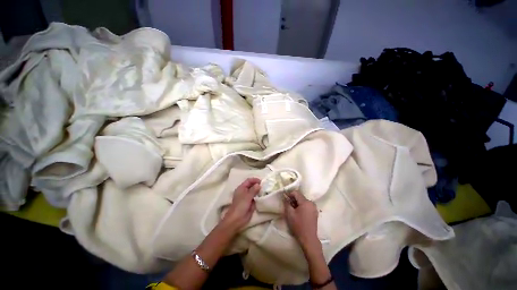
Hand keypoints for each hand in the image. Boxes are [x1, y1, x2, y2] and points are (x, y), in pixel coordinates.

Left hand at [221, 178, 260, 232]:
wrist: (237, 219)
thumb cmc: (240, 206)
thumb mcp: (247, 196)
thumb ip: (253, 190)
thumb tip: (258, 184)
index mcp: (241, 188)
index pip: (249, 180)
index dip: (255, 180)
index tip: (262, 181)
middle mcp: (244, 191)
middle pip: (252, 185)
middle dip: (258, 185)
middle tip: (265, 186)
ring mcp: (247, 197)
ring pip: (254, 192)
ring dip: (259, 191)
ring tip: (265, 191)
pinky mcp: (250, 203)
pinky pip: (255, 198)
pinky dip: (259, 197)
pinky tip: (264, 196)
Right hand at [283, 190, 319, 250]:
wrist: (308, 238)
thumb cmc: (298, 225)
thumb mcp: (290, 214)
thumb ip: (286, 203)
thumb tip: (284, 197)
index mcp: (306, 202)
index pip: (296, 192)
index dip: (289, 194)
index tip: (285, 198)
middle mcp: (311, 203)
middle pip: (300, 196)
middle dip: (293, 199)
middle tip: (288, 205)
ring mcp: (314, 207)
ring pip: (303, 201)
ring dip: (297, 203)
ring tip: (292, 210)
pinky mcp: (314, 212)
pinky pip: (306, 205)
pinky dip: (301, 206)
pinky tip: (298, 213)